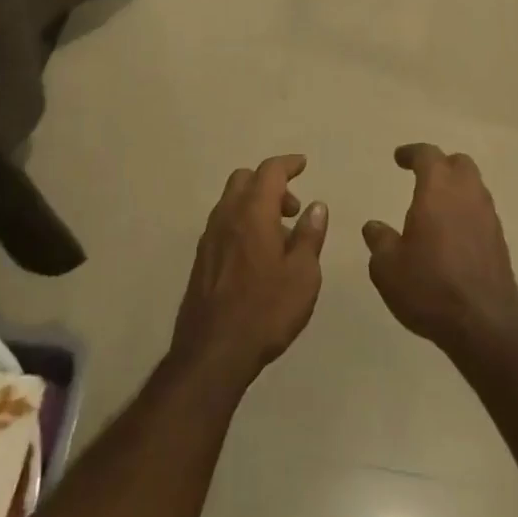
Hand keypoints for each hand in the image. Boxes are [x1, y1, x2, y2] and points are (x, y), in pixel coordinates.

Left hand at [170, 154, 327, 386]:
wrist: (212, 352)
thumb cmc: (265, 310)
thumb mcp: (303, 275)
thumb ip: (310, 236)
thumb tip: (316, 206)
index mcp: (253, 211)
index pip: (270, 171)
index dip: (288, 164)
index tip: (303, 164)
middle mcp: (227, 215)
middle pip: (245, 179)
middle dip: (270, 183)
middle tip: (292, 208)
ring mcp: (210, 236)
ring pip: (231, 200)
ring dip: (255, 204)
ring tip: (279, 236)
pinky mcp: (201, 258)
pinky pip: (224, 223)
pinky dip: (242, 222)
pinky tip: (257, 254)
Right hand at [363, 144, 517, 358]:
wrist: (484, 325)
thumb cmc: (429, 286)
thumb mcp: (388, 267)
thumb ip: (379, 240)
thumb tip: (373, 227)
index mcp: (438, 188)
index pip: (427, 154)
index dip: (411, 153)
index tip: (398, 158)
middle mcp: (467, 193)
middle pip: (459, 163)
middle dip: (441, 165)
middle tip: (423, 178)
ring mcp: (489, 217)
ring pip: (474, 187)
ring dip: (456, 190)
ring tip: (437, 208)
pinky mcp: (500, 242)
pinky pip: (482, 213)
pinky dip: (467, 214)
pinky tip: (454, 236)